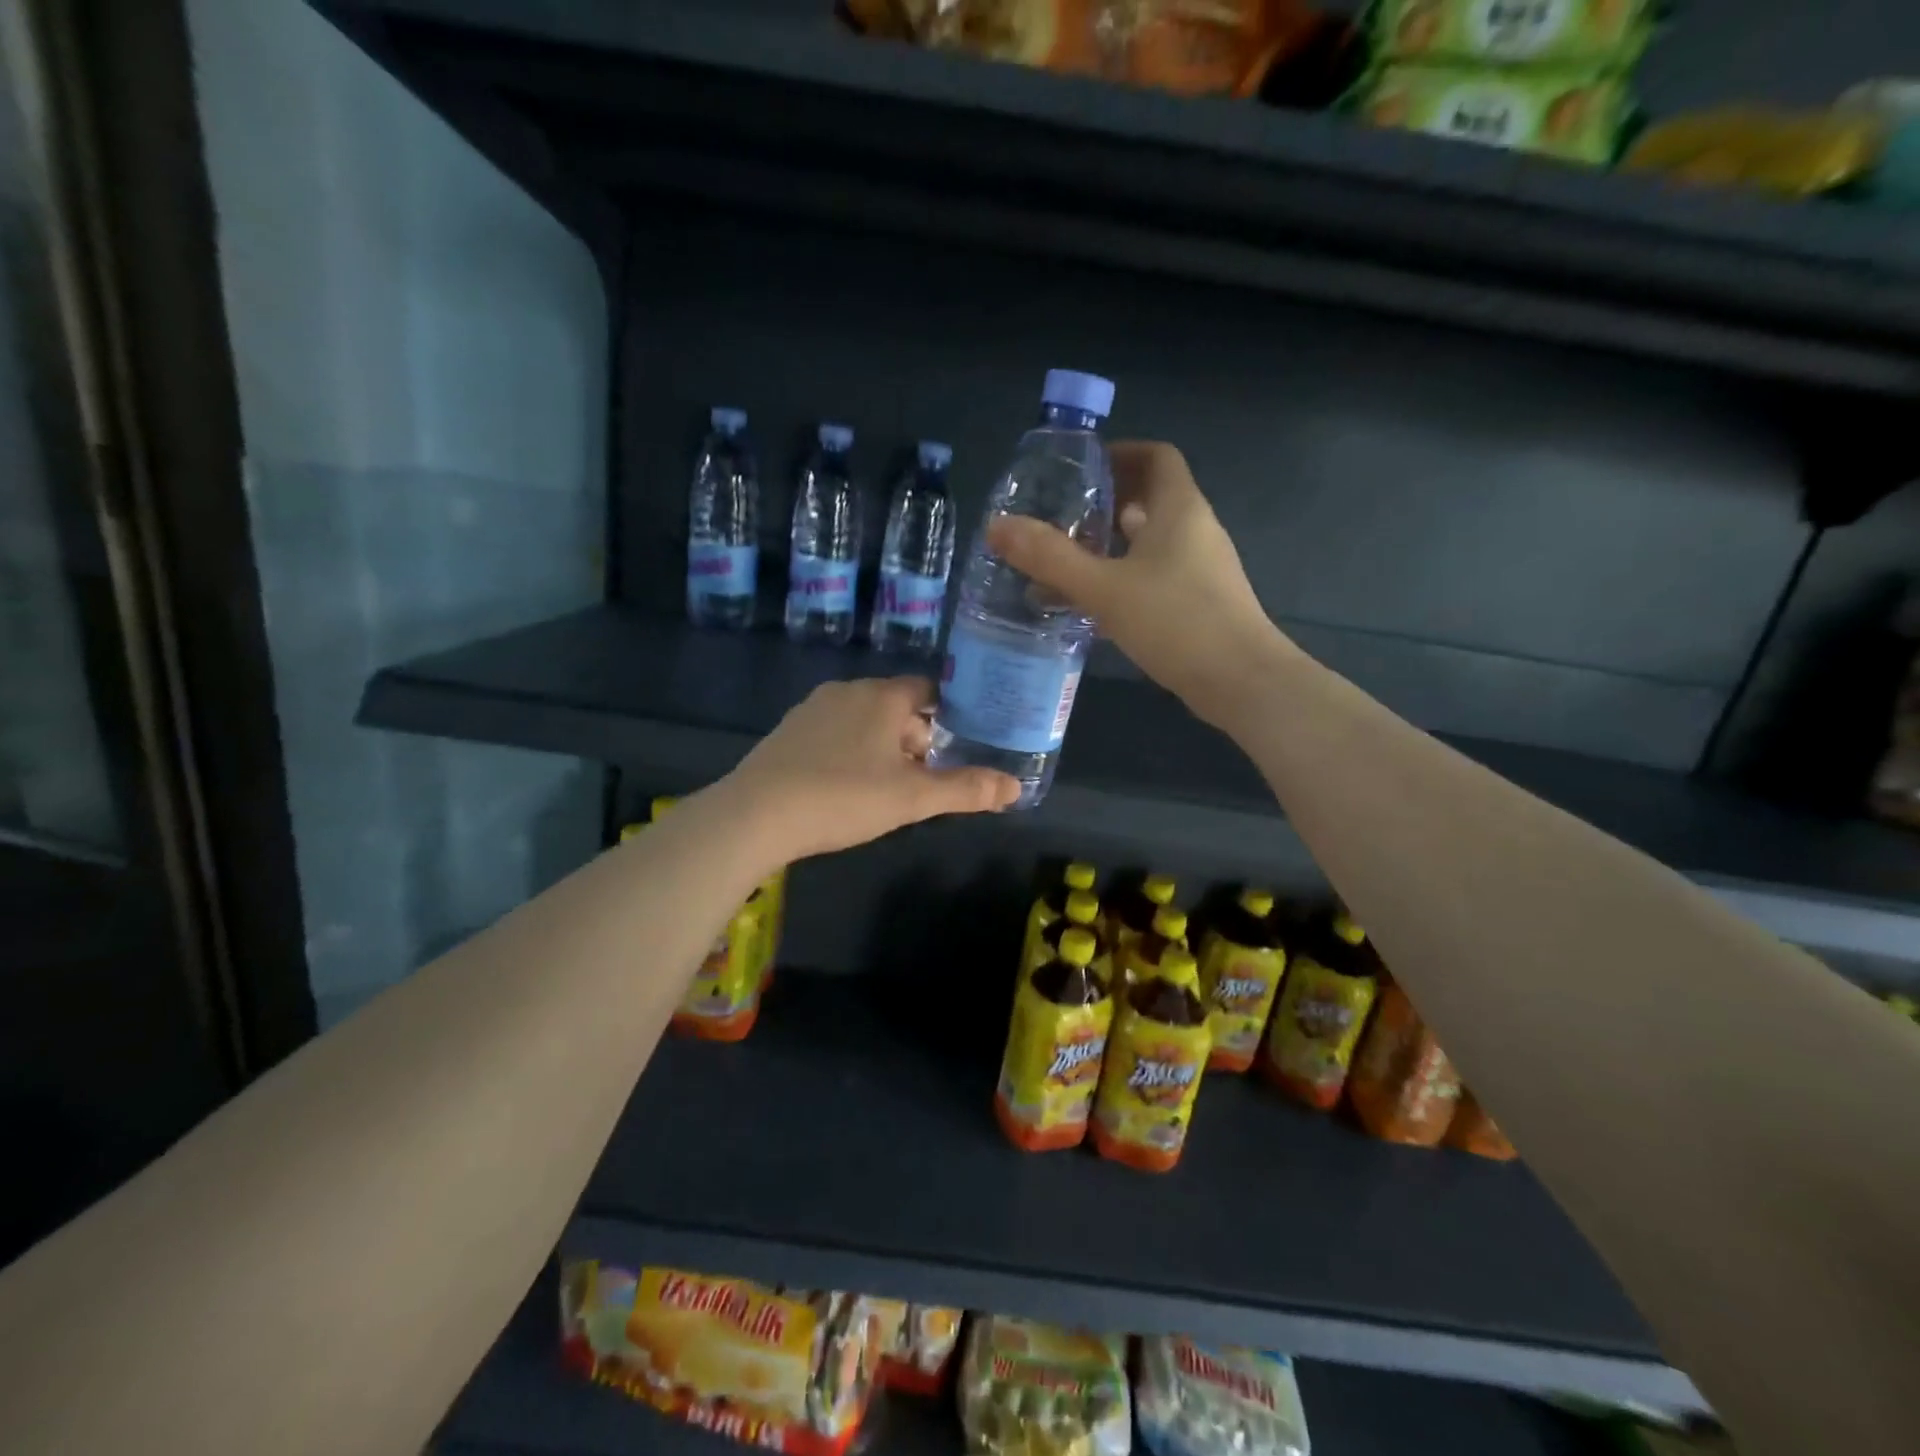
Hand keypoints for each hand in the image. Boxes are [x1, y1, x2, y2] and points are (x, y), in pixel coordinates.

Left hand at [717, 677, 1020, 861]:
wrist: (756, 815)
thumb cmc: (844, 796)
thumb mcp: (912, 798)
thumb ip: (965, 790)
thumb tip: (1016, 786)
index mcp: (882, 696)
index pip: (928, 690)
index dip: (949, 714)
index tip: (962, 742)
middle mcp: (847, 691)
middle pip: (896, 706)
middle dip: (917, 737)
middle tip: (929, 776)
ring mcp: (812, 710)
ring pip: (863, 721)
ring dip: (883, 746)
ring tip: (892, 787)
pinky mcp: (787, 733)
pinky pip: (834, 734)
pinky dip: (850, 752)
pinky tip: (847, 787)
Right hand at [988, 441, 1292, 724]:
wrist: (1241, 681)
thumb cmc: (1176, 621)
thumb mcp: (1103, 588)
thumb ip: (1050, 557)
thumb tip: (996, 527)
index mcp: (1179, 509)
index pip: (1156, 457)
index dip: (1120, 454)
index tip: (1082, 471)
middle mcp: (1196, 530)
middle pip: (1152, 498)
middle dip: (1107, 503)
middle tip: (1062, 518)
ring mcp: (1202, 569)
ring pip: (1152, 541)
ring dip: (1113, 545)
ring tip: (1068, 561)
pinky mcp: (1200, 603)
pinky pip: (1157, 575)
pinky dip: (1125, 577)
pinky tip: (1095, 605)